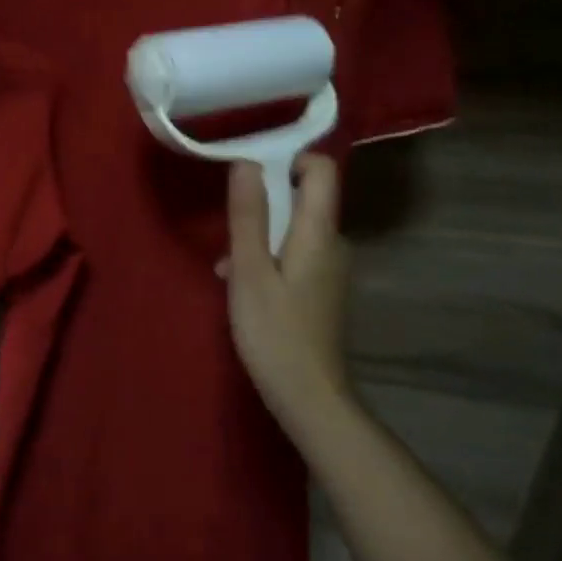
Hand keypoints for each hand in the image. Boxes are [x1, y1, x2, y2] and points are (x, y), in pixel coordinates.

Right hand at [224, 155, 353, 439]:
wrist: (310, 399)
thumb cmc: (275, 333)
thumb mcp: (250, 271)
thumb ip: (249, 215)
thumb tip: (246, 162)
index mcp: (319, 231)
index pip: (321, 169)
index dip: (289, 161)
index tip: (251, 177)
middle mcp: (333, 242)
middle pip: (303, 198)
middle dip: (263, 205)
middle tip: (230, 233)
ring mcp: (331, 268)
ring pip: (294, 229)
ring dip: (260, 237)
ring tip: (227, 268)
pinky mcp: (323, 289)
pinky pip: (296, 253)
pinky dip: (269, 258)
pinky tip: (242, 286)